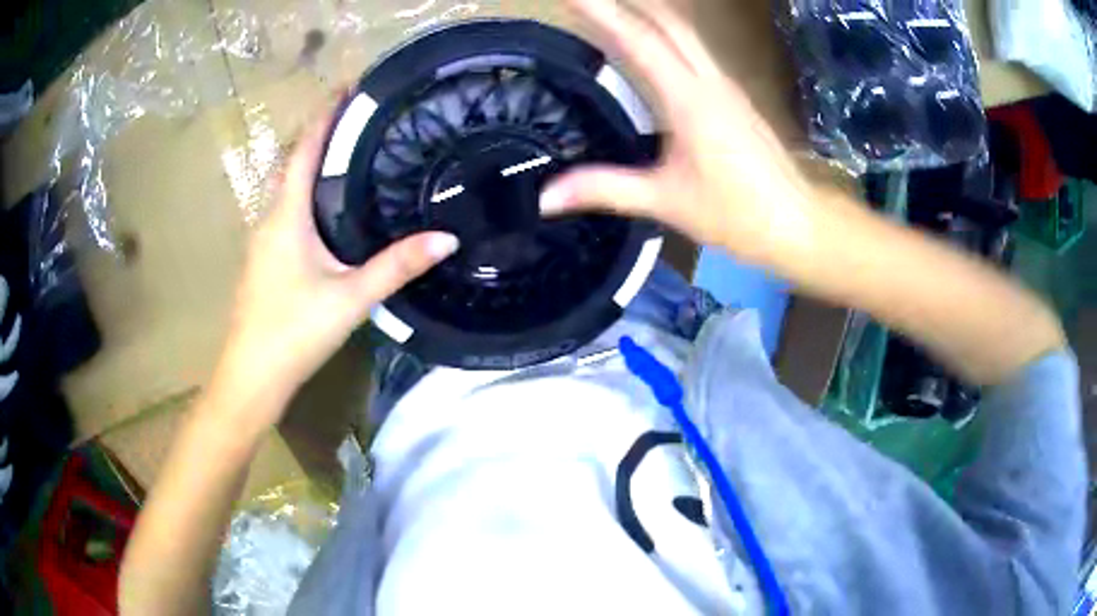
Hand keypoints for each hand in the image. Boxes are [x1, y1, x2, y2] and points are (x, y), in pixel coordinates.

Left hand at [211, 111, 458, 423]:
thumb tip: (447, 238)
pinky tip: (326, 208)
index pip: (304, 150)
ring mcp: (262, 241)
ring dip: (310, 163)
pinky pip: (284, 211)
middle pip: (291, 163)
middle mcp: (269, 219)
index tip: (349, 88)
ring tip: (347, 152)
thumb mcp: (351, 298)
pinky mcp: (263, 260)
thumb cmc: (294, 330)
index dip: (325, 116)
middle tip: (358, 118)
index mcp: (286, 216)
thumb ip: (397, 266)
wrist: (251, 375)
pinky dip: (304, 193)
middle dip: (319, 135)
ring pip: (285, 188)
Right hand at [542, 0, 816, 264]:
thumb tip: (546, 197)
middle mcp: (709, 81)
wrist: (797, 223)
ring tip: (616, 9)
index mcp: (689, 99)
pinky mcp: (734, 98)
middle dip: (629, 2)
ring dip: (650, 12)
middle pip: (669, 21)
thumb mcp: (666, 201)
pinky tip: (653, 43)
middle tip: (592, 0)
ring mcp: (726, 86)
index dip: (603, 14)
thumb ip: (605, 189)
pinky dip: (667, 35)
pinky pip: (695, 51)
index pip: (639, 41)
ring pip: (685, 32)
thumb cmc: (737, 214)